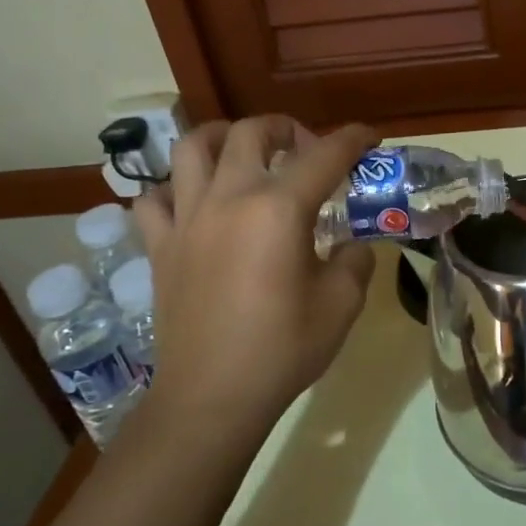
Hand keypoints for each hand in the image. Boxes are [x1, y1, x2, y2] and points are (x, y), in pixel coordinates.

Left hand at [132, 116, 378, 443]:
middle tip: (305, 149)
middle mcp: (229, 199)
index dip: (354, 139)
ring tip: (243, 153)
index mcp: (279, 209)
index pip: (325, 155)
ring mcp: (187, 220)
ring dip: (223, 138)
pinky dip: (175, 189)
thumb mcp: (342, 304)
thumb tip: (352, 245)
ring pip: (193, 148)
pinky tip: (194, 202)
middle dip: (286, 128)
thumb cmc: (283, 349)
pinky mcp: (161, 246)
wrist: (212, 397)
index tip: (370, 138)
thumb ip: (355, 260)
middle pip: (251, 133)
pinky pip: (155, 199)